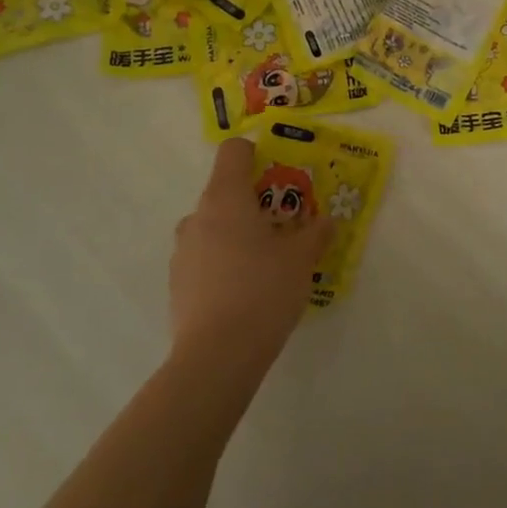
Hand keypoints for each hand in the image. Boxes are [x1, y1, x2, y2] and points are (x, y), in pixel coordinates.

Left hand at [169, 139, 332, 369]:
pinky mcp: (177, 283)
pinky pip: (205, 257)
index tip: (281, 174)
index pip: (233, 151)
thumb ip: (316, 232)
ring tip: (268, 262)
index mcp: (225, 198)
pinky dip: (225, 262)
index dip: (257, 153)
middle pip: (226, 191)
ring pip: (215, 226)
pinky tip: (247, 291)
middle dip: (256, 202)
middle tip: (287, 226)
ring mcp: (182, 251)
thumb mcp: (302, 258)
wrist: (217, 356)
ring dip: (239, 233)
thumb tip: (328, 219)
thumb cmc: (263, 290)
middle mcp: (197, 217)